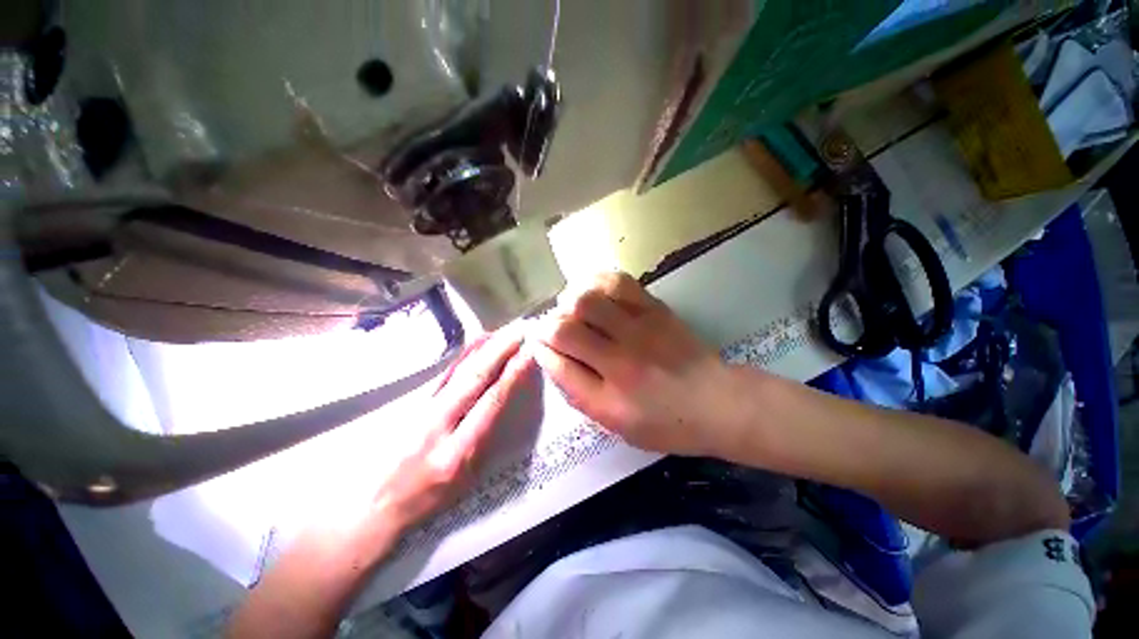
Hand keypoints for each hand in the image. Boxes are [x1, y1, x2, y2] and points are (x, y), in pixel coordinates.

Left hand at [374, 329, 534, 532]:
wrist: (373, 505)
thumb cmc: (426, 499)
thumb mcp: (464, 482)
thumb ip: (484, 442)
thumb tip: (501, 404)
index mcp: (457, 451)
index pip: (490, 403)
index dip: (511, 376)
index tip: (527, 354)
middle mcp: (438, 424)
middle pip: (474, 379)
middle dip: (500, 352)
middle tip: (519, 332)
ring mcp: (421, 410)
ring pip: (458, 372)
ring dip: (483, 349)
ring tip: (503, 331)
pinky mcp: (412, 403)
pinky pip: (445, 373)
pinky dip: (464, 355)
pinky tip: (476, 343)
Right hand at [531, 272, 738, 456]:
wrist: (719, 402)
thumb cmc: (666, 423)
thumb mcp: (617, 425)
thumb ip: (579, 393)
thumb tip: (551, 357)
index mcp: (609, 401)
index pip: (558, 366)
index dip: (541, 351)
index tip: (539, 344)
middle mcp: (621, 363)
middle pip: (565, 329)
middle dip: (548, 326)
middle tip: (554, 328)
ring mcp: (640, 331)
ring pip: (587, 300)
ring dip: (569, 302)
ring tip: (572, 309)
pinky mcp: (655, 309)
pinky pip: (617, 282)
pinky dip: (596, 282)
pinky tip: (593, 291)